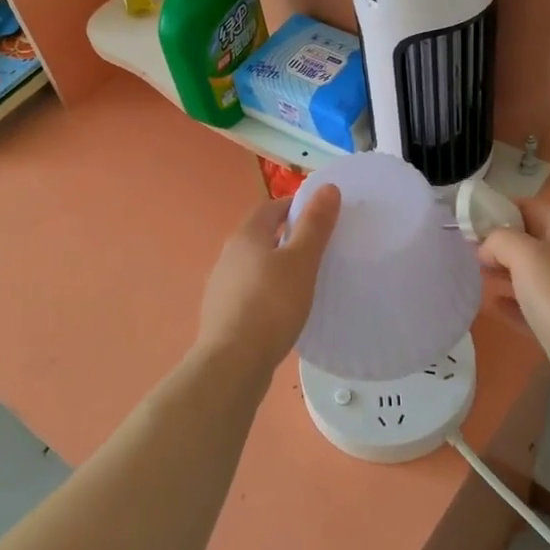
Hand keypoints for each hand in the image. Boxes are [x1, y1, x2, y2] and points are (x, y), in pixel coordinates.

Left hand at [194, 186, 340, 378]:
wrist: (233, 362)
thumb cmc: (272, 305)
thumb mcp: (302, 261)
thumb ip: (315, 225)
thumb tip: (328, 187)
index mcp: (247, 235)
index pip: (271, 207)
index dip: (296, 206)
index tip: (321, 218)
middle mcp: (228, 254)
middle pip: (261, 234)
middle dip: (286, 236)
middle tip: (318, 248)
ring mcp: (221, 285)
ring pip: (253, 264)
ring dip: (275, 265)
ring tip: (303, 280)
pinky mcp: (222, 313)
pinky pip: (249, 291)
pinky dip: (266, 291)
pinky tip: (282, 310)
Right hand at [480, 200, 549, 422]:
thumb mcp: (526, 255)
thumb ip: (500, 240)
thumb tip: (486, 248)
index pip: (532, 207)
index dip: (501, 208)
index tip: (470, 219)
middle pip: (530, 240)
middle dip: (498, 243)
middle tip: (467, 251)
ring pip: (529, 274)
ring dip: (502, 272)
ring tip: (474, 276)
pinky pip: (530, 305)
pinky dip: (510, 303)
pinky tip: (490, 307)